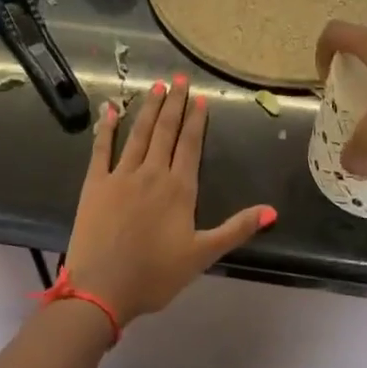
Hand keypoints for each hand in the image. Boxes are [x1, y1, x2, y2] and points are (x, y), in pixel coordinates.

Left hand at [64, 78, 273, 322]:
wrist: (102, 288)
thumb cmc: (155, 275)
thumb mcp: (203, 255)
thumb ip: (236, 229)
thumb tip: (272, 210)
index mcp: (179, 189)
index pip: (190, 145)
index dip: (196, 120)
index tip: (200, 98)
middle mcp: (152, 173)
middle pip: (166, 132)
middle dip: (174, 104)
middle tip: (178, 78)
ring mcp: (121, 175)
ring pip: (138, 134)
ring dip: (148, 109)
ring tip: (155, 87)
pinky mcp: (95, 184)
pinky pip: (102, 149)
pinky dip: (107, 128)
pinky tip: (111, 110)